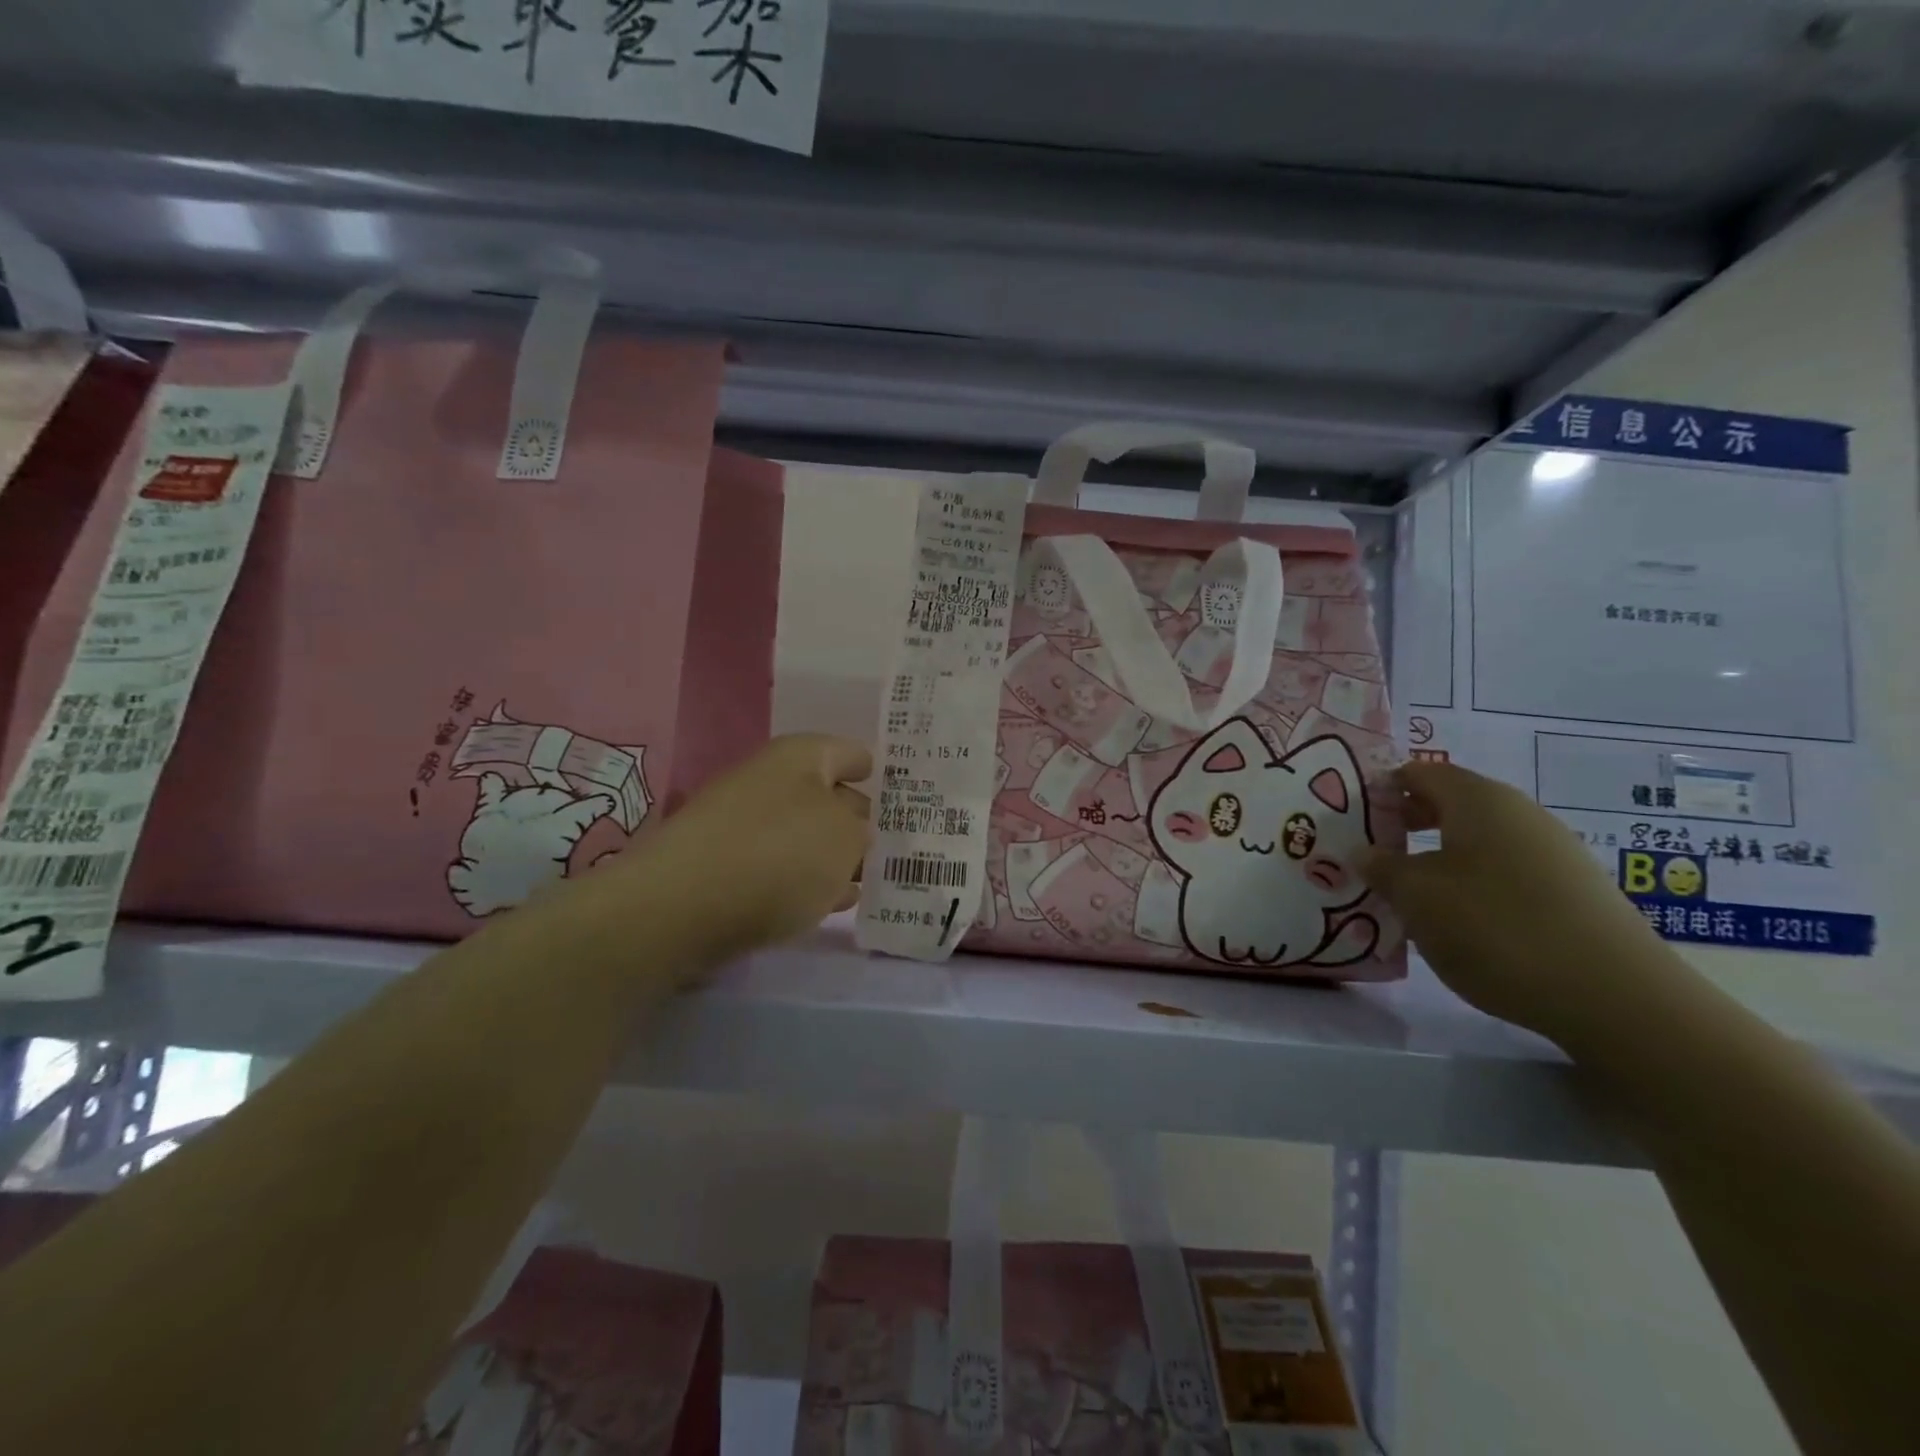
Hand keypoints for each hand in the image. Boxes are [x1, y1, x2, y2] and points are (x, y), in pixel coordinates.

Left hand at [618, 735, 872, 971]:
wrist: (682, 905)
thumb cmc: (779, 854)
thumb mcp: (846, 837)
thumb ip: (861, 830)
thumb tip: (852, 832)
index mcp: (800, 757)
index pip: (850, 753)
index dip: (874, 769)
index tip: (899, 791)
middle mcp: (768, 780)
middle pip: (826, 794)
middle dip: (857, 818)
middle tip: (891, 843)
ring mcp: (740, 823)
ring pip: (802, 834)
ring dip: (832, 855)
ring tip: (866, 879)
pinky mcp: (723, 866)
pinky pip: (777, 865)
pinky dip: (804, 879)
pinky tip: (827, 902)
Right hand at [1359, 761, 1683, 1050]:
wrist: (1616, 998)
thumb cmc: (1497, 928)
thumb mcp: (1417, 897)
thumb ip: (1381, 868)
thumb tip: (1365, 852)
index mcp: (1479, 800)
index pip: (1420, 773)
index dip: (1383, 789)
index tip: (1354, 818)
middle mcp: (1520, 814)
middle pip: (1451, 803)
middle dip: (1407, 823)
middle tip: (1373, 853)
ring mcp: (1554, 852)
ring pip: (1479, 840)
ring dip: (1438, 857)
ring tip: (1411, 894)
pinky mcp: (1573, 891)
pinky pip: (1506, 870)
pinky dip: (1473, 883)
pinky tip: (1461, 921)